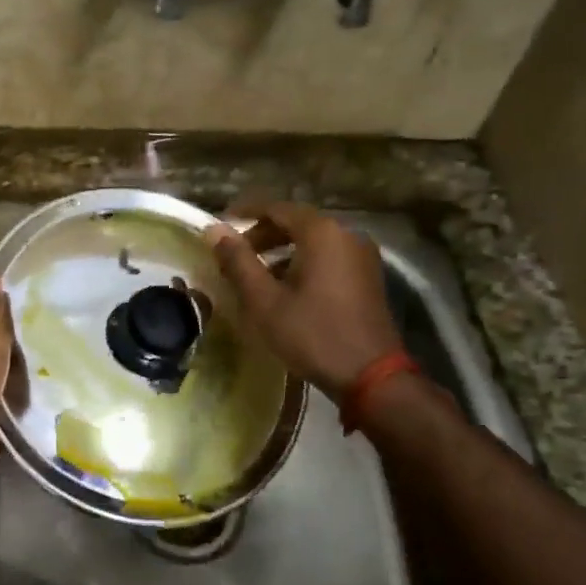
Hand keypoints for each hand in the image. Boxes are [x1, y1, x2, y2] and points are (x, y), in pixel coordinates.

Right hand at [205, 203, 401, 397]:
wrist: (371, 376)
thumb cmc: (312, 334)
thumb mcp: (265, 300)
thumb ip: (238, 261)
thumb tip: (214, 229)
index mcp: (321, 232)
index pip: (276, 207)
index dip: (245, 213)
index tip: (220, 226)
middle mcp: (346, 234)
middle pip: (296, 222)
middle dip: (263, 234)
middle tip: (235, 255)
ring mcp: (361, 255)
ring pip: (313, 241)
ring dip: (282, 251)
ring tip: (255, 274)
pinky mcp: (368, 276)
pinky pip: (328, 256)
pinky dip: (303, 262)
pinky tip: (285, 288)